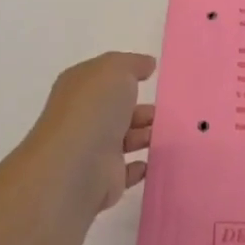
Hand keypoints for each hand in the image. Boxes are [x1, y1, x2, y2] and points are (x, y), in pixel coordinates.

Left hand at [17, 52, 155, 219]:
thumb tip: (146, 65)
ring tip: (169, 133)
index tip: (152, 76)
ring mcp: (91, 150)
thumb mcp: (115, 70)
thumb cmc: (94, 110)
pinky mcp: (103, 180)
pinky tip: (154, 160)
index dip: (125, 75)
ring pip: (124, 139)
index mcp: (79, 89)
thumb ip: (132, 63)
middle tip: (167, 110)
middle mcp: (82, 118)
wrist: (75, 167)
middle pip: (115, 110)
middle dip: (142, 109)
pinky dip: (141, 166)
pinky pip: (126, 171)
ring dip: (145, 135)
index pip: (103, 78)